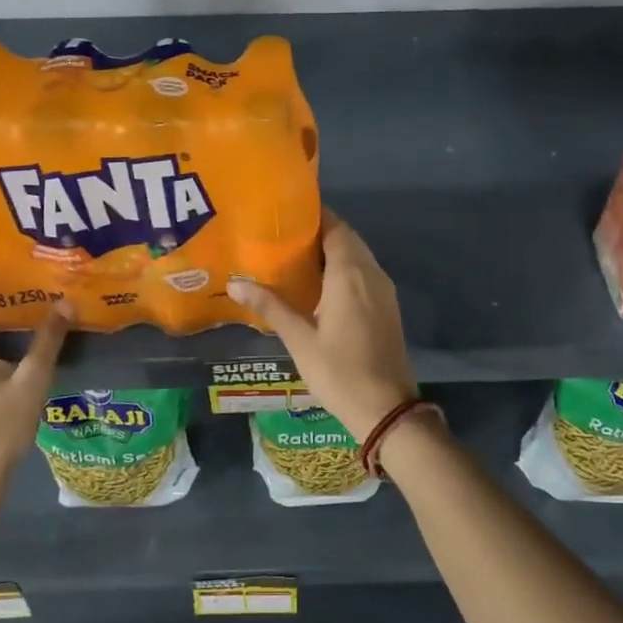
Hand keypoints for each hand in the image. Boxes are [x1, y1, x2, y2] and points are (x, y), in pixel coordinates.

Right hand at [228, 212, 416, 442]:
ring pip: (358, 256)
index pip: (335, 227)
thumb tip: (234, 283)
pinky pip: (364, 274)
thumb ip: (270, 306)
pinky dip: (344, 269)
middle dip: (319, 232)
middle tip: (283, 235)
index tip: (285, 213)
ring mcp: (384, 290)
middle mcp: (371, 274)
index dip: (313, 216)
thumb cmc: (339, 372)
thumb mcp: (300, 339)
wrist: (386, 409)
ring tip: (296, 256)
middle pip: (347, 238)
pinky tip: (320, 285)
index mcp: (350, 274)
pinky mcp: (387, 307)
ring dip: (332, 251)